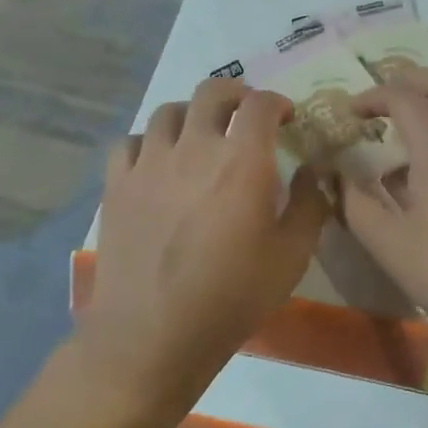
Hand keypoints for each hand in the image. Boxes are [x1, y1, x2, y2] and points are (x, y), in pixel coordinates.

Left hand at [78, 78, 327, 421]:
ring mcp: (148, 163)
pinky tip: (158, 162)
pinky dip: (150, 141)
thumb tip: (311, 171)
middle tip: (246, 114)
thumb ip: (310, 205)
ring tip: (201, 135)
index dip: (277, 102)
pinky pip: (130, 142)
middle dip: (236, 95)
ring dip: (192, 114)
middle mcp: (193, 148)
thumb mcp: (292, 256)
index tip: (286, 117)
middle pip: (211, 92)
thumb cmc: (232, 297)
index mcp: (242, 162)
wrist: (154, 334)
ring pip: (168, 111)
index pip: (260, 105)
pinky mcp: (116, 185)